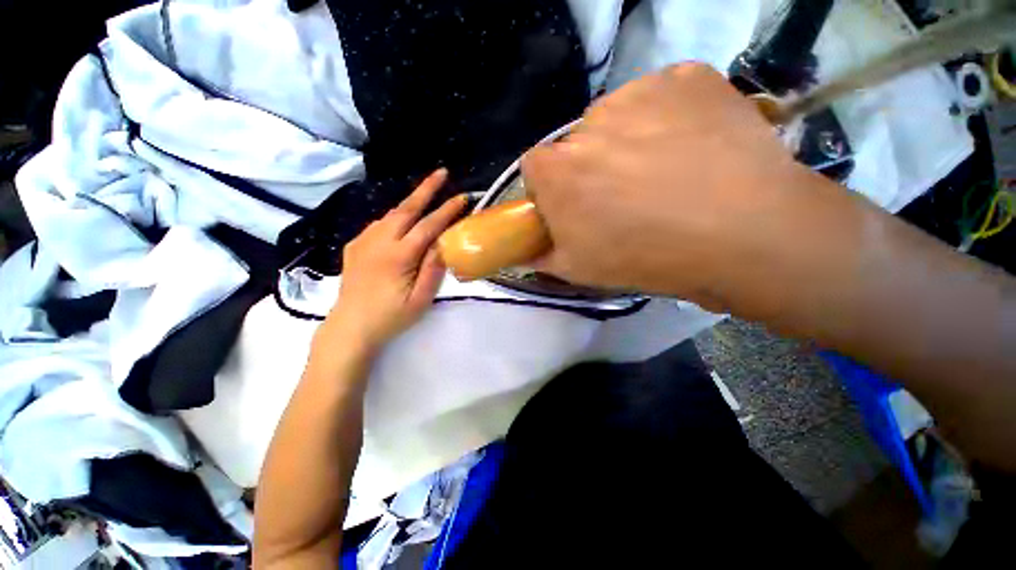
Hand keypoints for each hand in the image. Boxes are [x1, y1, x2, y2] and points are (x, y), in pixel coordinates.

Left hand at [320, 169, 466, 352]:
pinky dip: (394, 217)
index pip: (428, 226)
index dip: (447, 211)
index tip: (463, 198)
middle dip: (425, 189)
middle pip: (406, 209)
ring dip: (410, 202)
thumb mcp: (419, 300)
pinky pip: (378, 224)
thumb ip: (433, 270)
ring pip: (390, 214)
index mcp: (398, 256)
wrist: (349, 328)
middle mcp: (379, 242)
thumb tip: (445, 245)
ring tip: (426, 196)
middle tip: (442, 173)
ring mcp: (363, 242)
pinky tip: (401, 223)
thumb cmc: (390, 318)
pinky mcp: (354, 247)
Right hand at [522, 63, 836, 310]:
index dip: (552, 189)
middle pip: (577, 144)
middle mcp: (587, 122)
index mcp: (556, 170)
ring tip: (664, 173)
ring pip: (618, 117)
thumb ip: (540, 256)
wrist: (744, 236)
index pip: (535, 168)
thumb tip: (523, 253)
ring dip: (628, 140)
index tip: (574, 206)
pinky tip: (692, 148)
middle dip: (590, 168)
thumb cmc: (645, 258)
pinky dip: (670, 118)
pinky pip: (663, 96)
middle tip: (624, 197)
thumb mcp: (578, 270)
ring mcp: (641, 92)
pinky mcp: (688, 77)